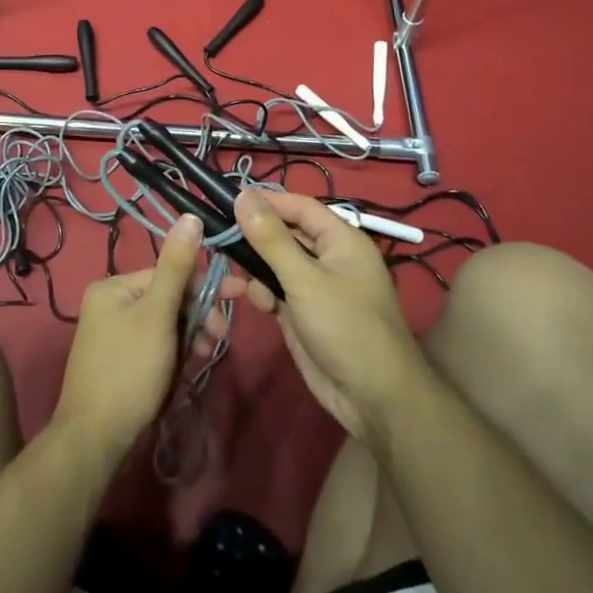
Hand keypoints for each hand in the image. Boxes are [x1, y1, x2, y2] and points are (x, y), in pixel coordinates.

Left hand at [54, 214, 204, 460]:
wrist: (95, 440)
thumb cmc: (129, 371)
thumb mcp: (157, 315)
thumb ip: (177, 267)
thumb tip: (191, 216)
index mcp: (113, 287)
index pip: (169, 274)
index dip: (203, 288)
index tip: (238, 298)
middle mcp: (110, 304)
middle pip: (168, 299)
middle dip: (197, 317)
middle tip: (218, 340)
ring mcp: (114, 335)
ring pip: (166, 325)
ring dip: (190, 338)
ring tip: (204, 357)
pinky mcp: (122, 361)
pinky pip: (157, 346)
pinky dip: (175, 354)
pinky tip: (188, 368)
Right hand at [230, 190, 426, 442]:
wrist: (372, 397)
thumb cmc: (345, 327)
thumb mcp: (304, 279)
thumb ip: (271, 239)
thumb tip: (244, 195)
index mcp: (341, 239)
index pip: (299, 206)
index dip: (267, 202)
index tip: (227, 201)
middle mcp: (329, 257)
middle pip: (285, 233)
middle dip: (256, 238)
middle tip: (220, 240)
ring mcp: (316, 286)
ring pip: (276, 263)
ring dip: (257, 269)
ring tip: (240, 280)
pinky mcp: (303, 312)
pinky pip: (277, 290)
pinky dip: (264, 293)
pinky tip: (260, 306)